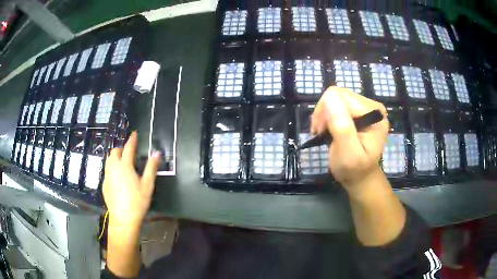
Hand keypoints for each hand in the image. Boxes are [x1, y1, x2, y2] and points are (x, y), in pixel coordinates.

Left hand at [103, 131, 160, 227]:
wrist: (123, 218)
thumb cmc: (137, 201)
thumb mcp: (148, 185)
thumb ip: (151, 167)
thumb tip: (157, 153)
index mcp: (125, 165)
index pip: (128, 148)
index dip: (132, 139)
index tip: (134, 133)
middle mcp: (113, 167)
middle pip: (114, 152)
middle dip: (121, 149)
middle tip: (128, 153)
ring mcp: (107, 176)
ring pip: (108, 161)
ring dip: (115, 158)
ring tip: (122, 163)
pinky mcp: (104, 185)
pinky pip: (107, 171)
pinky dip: (112, 169)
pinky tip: (117, 178)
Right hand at [311, 87, 388, 195]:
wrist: (360, 177)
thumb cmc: (354, 169)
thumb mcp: (348, 152)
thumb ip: (341, 125)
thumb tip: (329, 96)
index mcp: (374, 113)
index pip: (342, 97)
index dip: (326, 112)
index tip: (320, 132)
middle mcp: (372, 106)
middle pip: (338, 95)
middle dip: (324, 113)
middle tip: (320, 133)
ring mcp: (365, 107)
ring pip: (335, 98)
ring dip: (324, 115)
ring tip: (322, 132)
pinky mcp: (358, 110)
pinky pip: (336, 104)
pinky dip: (327, 115)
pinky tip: (327, 128)